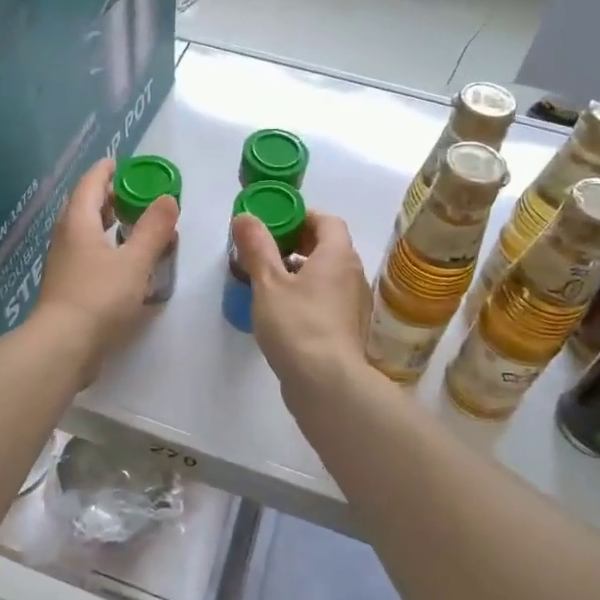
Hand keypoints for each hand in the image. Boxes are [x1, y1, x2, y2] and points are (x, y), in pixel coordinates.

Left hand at [33, 159, 177, 379]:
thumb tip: (168, 199)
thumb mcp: (135, 261)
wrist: (63, 345)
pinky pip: (87, 252)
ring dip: (108, 222)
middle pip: (86, 204)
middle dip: (110, 195)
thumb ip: (153, 230)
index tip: (126, 164)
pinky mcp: (67, 284)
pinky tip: (124, 260)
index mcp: (78, 221)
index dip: (108, 170)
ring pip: (86, 230)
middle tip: (138, 194)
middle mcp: (66, 236)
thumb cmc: (99, 297)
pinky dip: (105, 246)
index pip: (91, 182)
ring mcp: (64, 261)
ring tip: (134, 224)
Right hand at [230, 210, 371, 396]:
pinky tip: (285, 312)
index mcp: (337, 255)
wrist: (328, 383)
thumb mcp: (268, 283)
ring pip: (329, 275)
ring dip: (303, 271)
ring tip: (271, 282)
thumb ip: (257, 248)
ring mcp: (354, 304)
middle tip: (267, 252)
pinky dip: (310, 295)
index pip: (327, 220)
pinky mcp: (349, 329)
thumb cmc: (297, 325)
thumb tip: (245, 216)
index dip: (301, 216)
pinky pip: (329, 299)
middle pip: (329, 246)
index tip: (274, 224)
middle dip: (299, 243)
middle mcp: (353, 274)